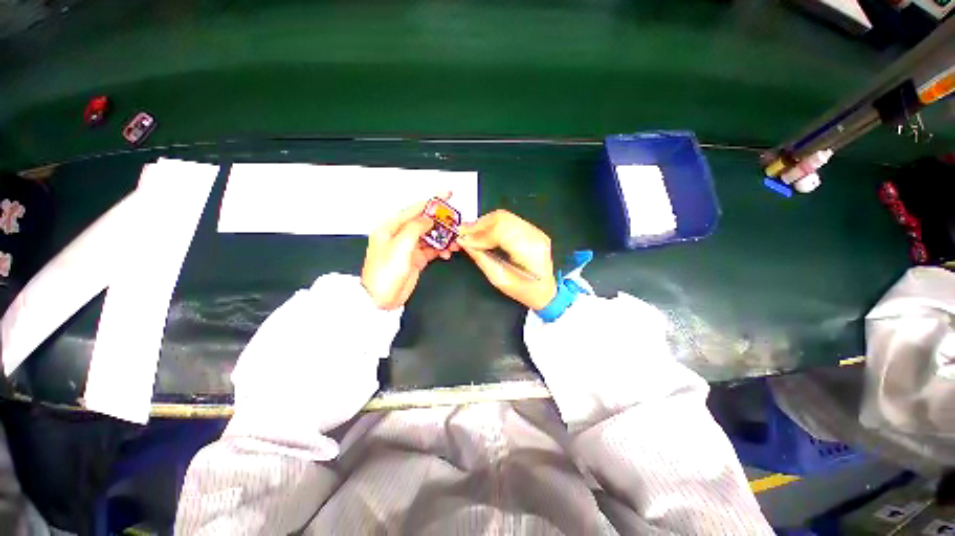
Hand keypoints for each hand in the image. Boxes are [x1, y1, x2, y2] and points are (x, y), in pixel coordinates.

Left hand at [361, 194, 457, 309]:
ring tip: (454, 242)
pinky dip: (441, 250)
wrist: (381, 299)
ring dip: (443, 238)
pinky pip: (432, 249)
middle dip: (442, 222)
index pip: (415, 209)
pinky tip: (447, 252)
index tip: (447, 194)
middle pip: (425, 222)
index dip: (432, 201)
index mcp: (391, 227)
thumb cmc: (384, 273)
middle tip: (456, 223)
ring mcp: (409, 247)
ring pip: (431, 236)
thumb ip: (415, 228)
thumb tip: (428, 219)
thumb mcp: (400, 246)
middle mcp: (400, 235)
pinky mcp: (416, 259)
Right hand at [457, 210, 557, 309]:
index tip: (462, 239)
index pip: (501, 232)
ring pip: (504, 216)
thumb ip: (481, 258)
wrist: (544, 290)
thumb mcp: (498, 278)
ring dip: (483, 223)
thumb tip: (464, 242)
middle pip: (501, 219)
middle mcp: (535, 236)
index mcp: (530, 252)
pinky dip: (491, 224)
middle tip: (462, 232)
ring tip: (470, 232)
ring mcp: (535, 230)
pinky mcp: (531, 229)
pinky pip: (507, 220)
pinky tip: (482, 231)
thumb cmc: (522, 290)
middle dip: (478, 225)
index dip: (479, 234)